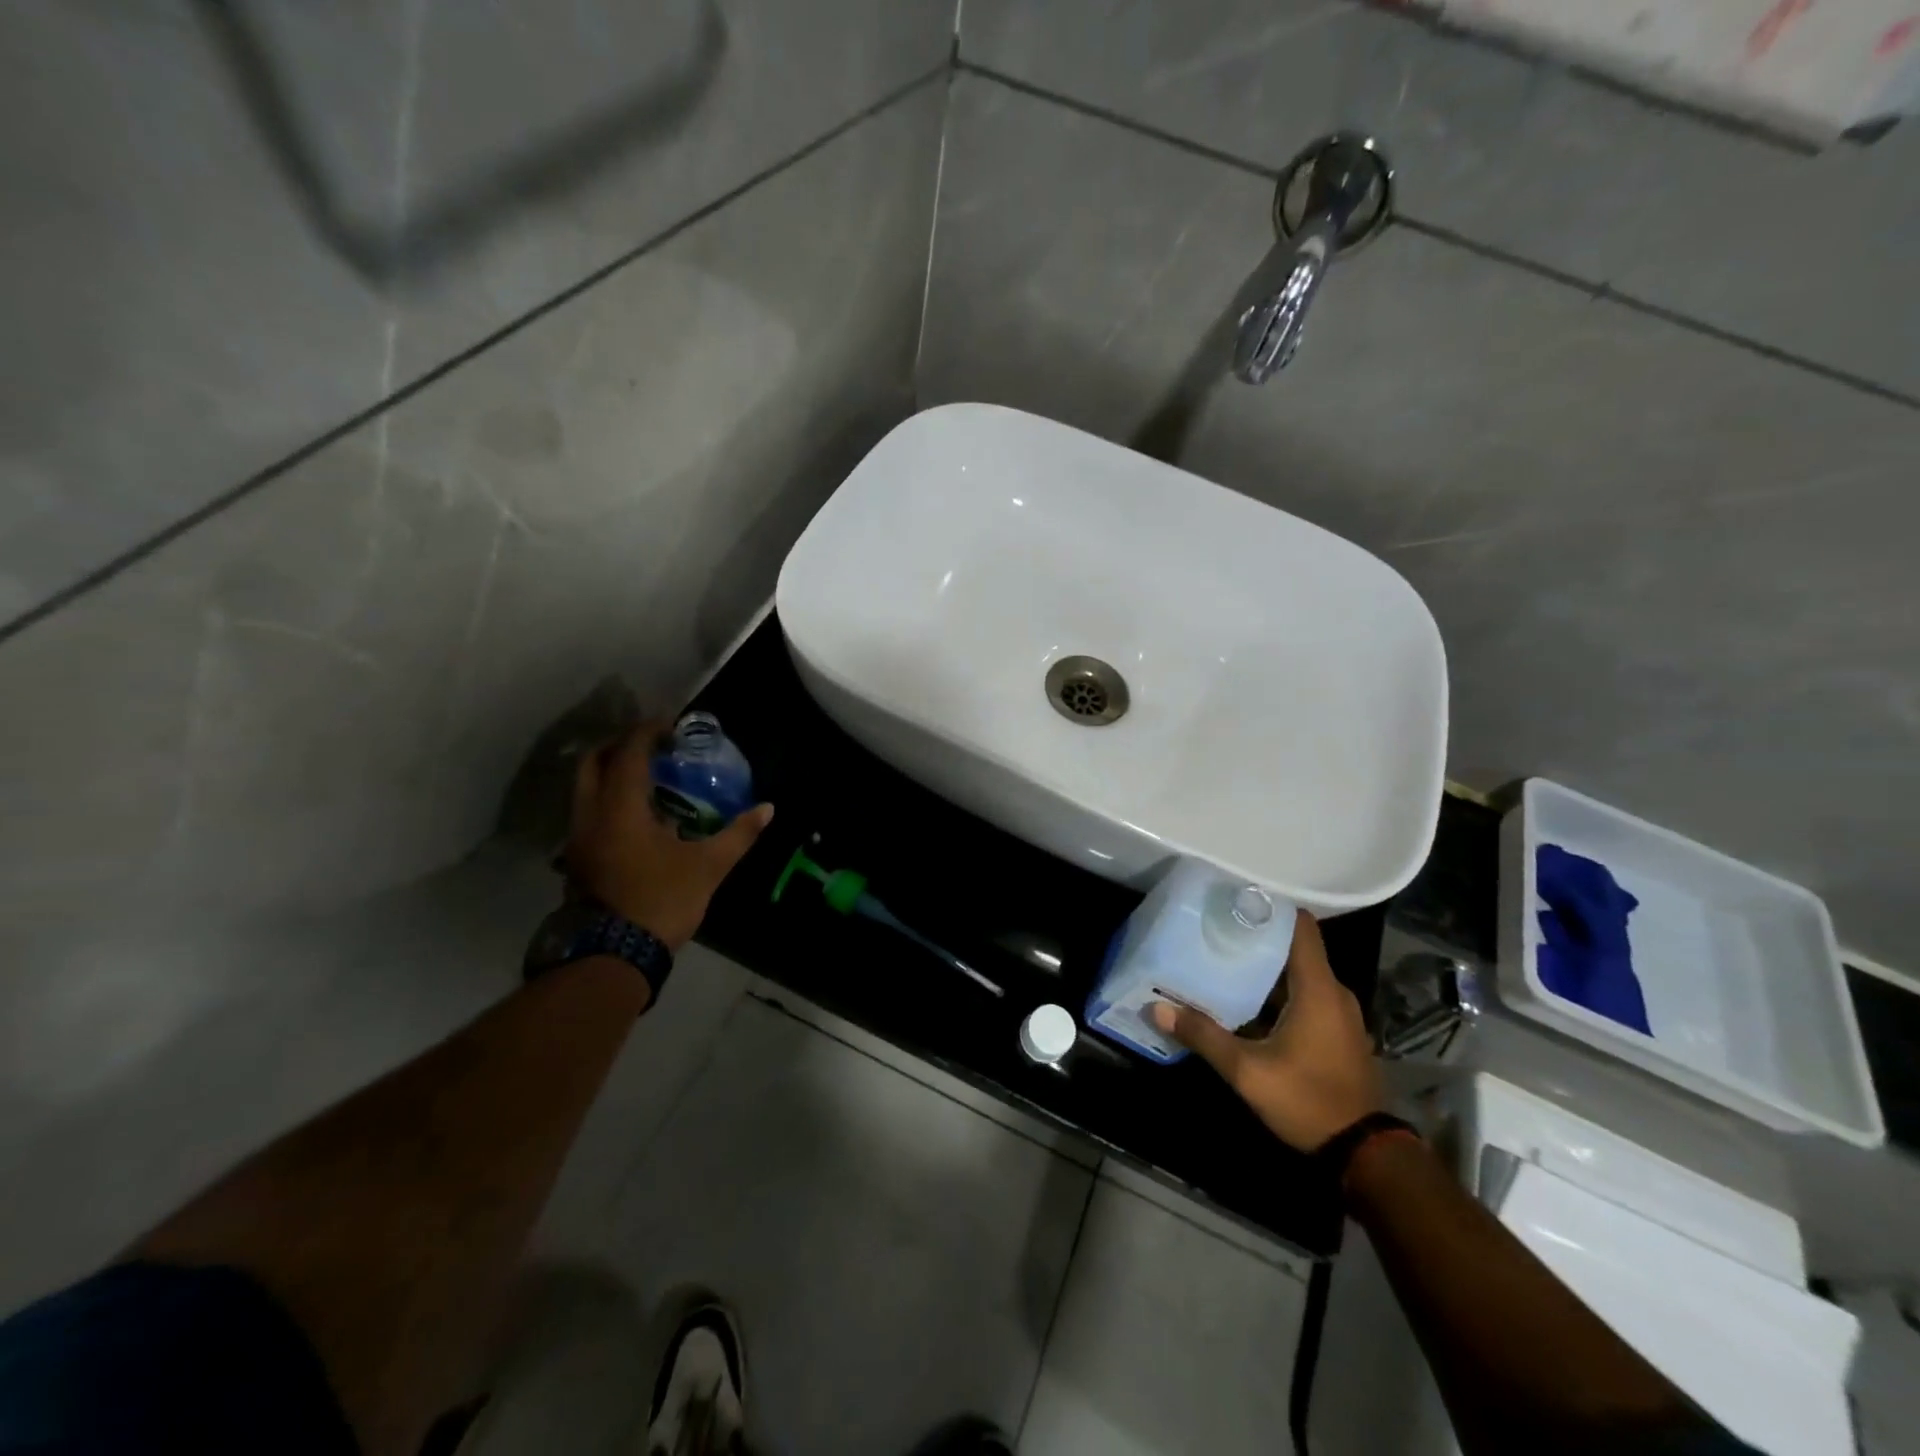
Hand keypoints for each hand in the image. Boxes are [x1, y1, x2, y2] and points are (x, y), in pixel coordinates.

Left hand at [563, 723, 773, 950]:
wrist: (614, 956)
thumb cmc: (662, 901)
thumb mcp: (709, 866)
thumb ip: (738, 834)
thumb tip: (768, 809)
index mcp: (620, 808)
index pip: (628, 753)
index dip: (647, 732)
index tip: (670, 725)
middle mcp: (590, 815)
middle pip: (592, 762)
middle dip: (620, 745)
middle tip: (652, 745)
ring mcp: (577, 839)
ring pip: (584, 788)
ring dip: (610, 772)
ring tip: (647, 777)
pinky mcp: (576, 859)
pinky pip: (587, 812)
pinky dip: (607, 799)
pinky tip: (636, 815)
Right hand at [1149, 913, 1382, 1151]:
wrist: (1364, 1154)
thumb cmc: (1307, 1100)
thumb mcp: (1247, 1071)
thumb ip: (1203, 1035)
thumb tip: (1157, 1006)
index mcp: (1318, 988)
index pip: (1300, 927)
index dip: (1270, 908)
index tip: (1234, 899)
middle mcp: (1333, 993)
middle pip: (1294, 948)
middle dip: (1257, 937)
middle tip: (1214, 929)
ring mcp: (1339, 1014)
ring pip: (1298, 974)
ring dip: (1265, 967)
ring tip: (1223, 959)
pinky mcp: (1337, 1033)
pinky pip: (1305, 996)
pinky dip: (1278, 991)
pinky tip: (1245, 1000)